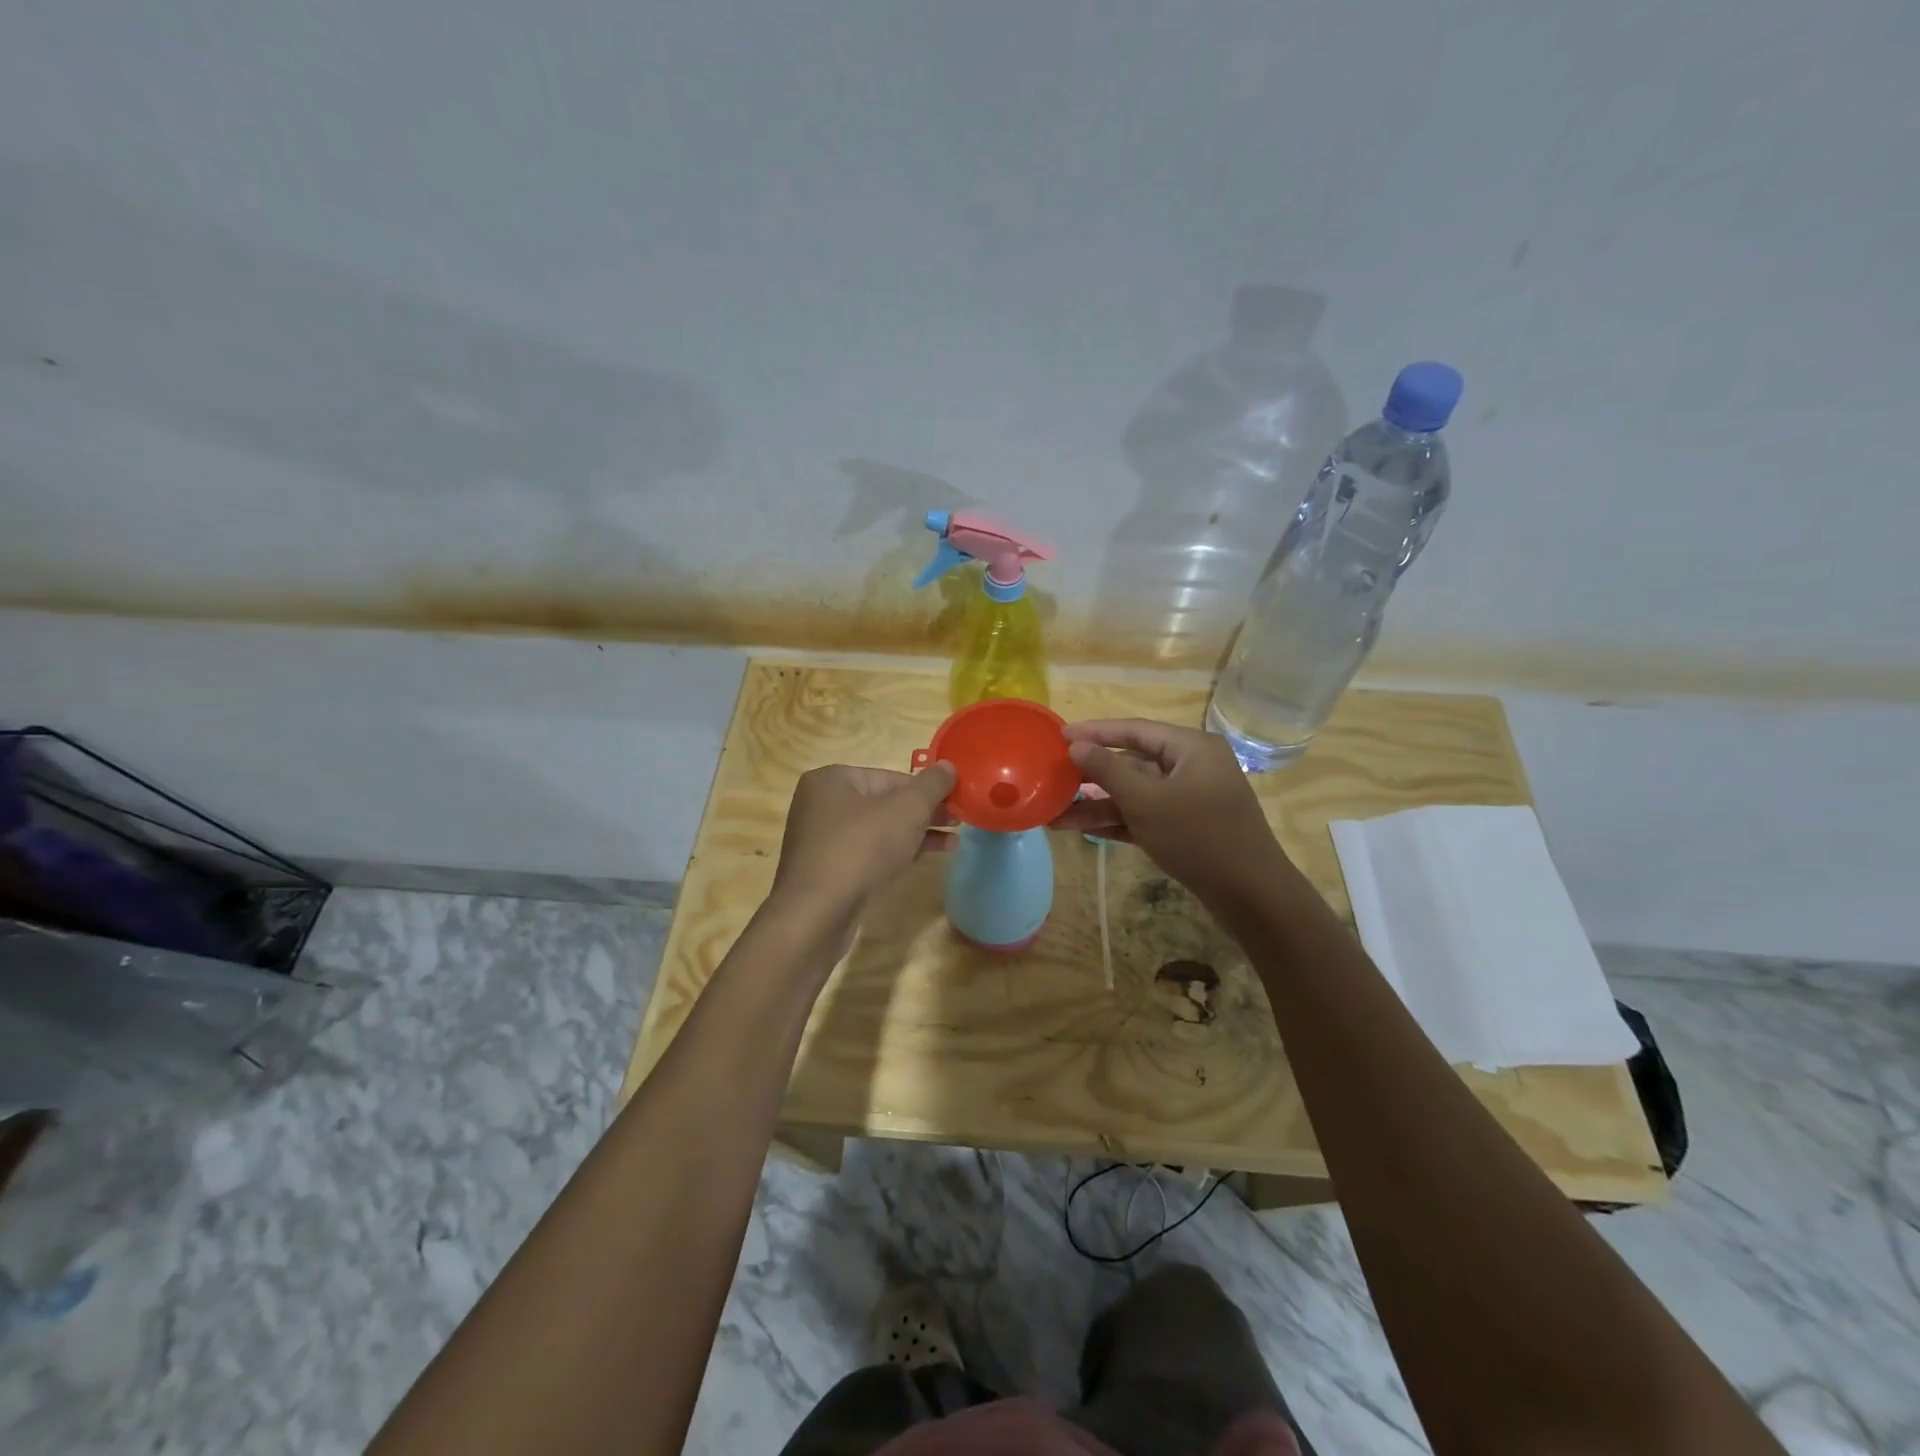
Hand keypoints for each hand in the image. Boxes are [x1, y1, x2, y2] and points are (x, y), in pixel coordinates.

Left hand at [770, 763, 956, 925]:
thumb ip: (932, 785)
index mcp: (832, 779)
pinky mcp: (827, 871)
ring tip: (953, 842)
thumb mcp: (906, 810)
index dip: (927, 788)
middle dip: (924, 812)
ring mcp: (822, 840)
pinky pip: (868, 853)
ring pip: (879, 829)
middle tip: (959, 821)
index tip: (957, 801)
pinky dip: (896, 852)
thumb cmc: (861, 849)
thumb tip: (948, 766)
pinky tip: (924, 858)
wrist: (816, 915)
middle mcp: (821, 804)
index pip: (891, 776)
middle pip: (885, 802)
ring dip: (916, 834)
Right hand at [1049, 720, 1288, 902]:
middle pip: (1132, 762)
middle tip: (1052, 777)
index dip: (1094, 732)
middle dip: (1091, 776)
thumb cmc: (1198, 836)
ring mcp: (1188, 800)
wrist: (1250, 895)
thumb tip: (1076, 746)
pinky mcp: (1185, 829)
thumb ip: (1108, 770)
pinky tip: (1079, 828)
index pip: (1134, 730)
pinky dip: (1115, 821)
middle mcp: (1191, 767)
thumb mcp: (1146, 800)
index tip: (1058, 735)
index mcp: (1190, 748)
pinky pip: (1144, 816)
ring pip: (1134, 794)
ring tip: (1054, 814)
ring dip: (1096, 804)